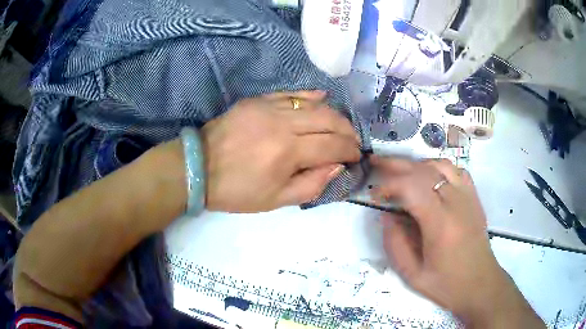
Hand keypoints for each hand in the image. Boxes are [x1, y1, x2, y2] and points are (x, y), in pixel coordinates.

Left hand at [201, 91, 360, 212]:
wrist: (198, 167)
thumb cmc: (236, 190)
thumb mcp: (275, 200)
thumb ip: (311, 184)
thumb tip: (337, 166)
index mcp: (288, 152)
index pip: (332, 146)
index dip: (349, 151)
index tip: (356, 156)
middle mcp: (283, 123)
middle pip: (328, 119)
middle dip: (347, 130)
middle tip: (353, 141)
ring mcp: (269, 107)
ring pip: (313, 104)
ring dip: (333, 114)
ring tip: (341, 126)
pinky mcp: (257, 100)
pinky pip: (291, 93)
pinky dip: (310, 95)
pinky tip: (323, 97)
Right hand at [370, 157, 544, 327]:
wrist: (480, 284)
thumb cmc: (446, 284)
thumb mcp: (413, 274)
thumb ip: (395, 245)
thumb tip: (386, 216)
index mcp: (441, 225)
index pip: (412, 188)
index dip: (389, 185)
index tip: (375, 195)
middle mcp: (456, 203)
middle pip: (425, 170)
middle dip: (397, 165)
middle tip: (377, 164)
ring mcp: (468, 197)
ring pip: (440, 165)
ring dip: (417, 165)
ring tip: (401, 171)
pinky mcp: (474, 198)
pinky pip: (456, 171)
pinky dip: (438, 167)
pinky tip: (430, 176)